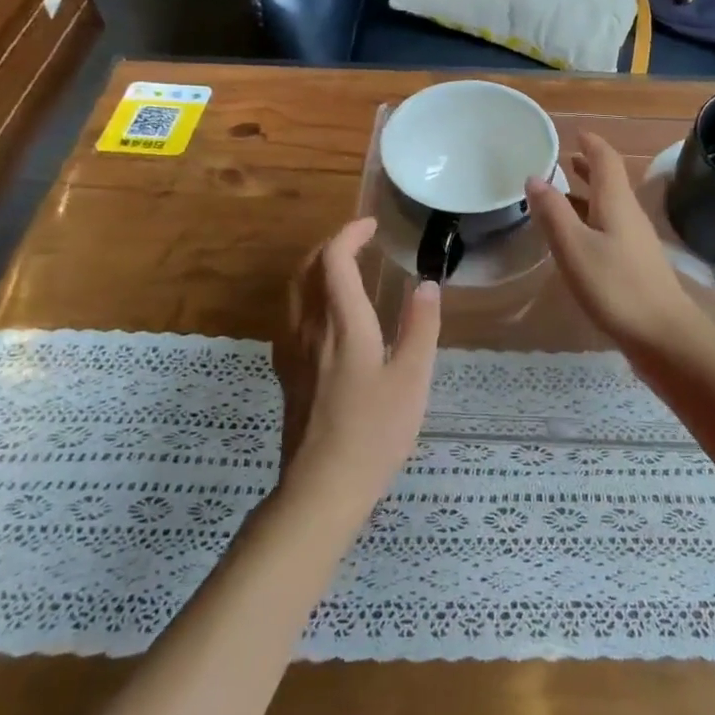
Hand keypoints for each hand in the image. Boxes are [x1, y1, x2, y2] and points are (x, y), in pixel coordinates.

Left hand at [276, 218, 440, 516]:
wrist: (321, 488)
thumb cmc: (374, 432)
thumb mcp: (413, 379)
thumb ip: (420, 327)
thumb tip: (427, 284)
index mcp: (343, 324)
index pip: (334, 261)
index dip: (349, 235)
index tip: (371, 226)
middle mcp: (310, 330)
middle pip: (306, 270)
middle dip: (329, 246)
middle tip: (358, 242)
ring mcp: (293, 353)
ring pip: (294, 293)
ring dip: (315, 269)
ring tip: (343, 270)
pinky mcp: (287, 375)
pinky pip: (291, 318)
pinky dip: (307, 298)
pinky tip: (326, 318)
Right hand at [526, 133, 708, 360]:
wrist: (663, 334)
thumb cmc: (616, 287)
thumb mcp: (575, 247)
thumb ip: (553, 212)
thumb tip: (535, 176)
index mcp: (616, 202)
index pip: (606, 160)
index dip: (591, 143)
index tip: (575, 132)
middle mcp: (629, 215)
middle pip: (609, 181)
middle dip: (587, 167)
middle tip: (563, 159)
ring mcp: (635, 241)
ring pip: (608, 206)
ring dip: (587, 194)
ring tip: (560, 194)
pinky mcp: (635, 264)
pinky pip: (609, 229)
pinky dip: (590, 221)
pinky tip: (576, 238)